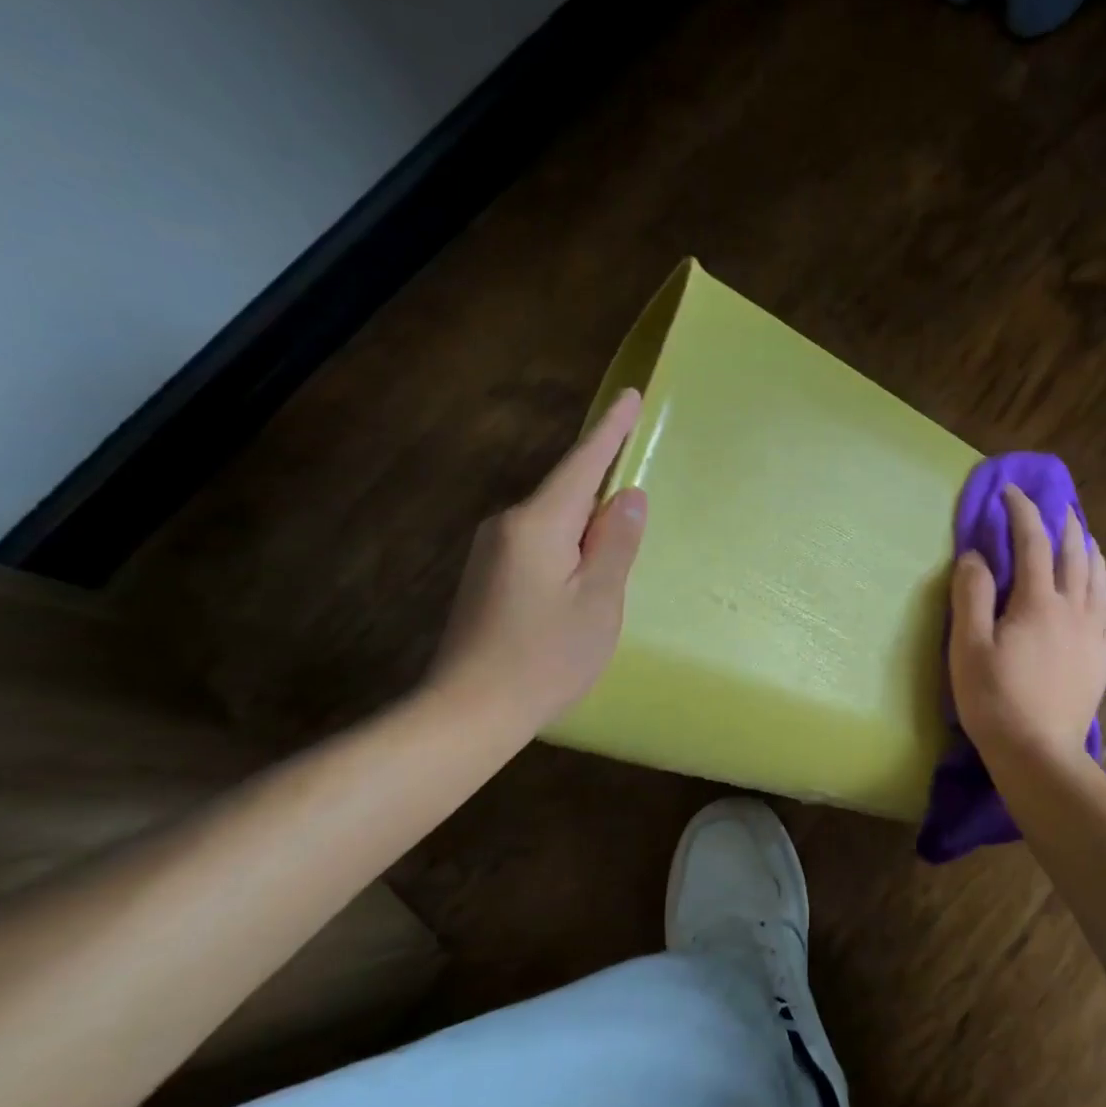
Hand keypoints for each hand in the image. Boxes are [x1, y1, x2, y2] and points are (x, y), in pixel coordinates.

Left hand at [425, 388, 647, 739]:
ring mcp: (492, 551)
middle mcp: (508, 526)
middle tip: (636, 496)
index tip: (629, 396)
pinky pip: (539, 543)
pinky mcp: (488, 576)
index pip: (582, 464)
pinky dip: (567, 546)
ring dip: (585, 525)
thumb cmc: (545, 658)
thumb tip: (628, 494)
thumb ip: (615, 543)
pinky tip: (580, 577)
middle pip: (566, 492)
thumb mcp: (598, 601)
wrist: (469, 711)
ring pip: (552, 521)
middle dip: (601, 485)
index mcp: (539, 525)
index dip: (610, 431)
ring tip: (614, 552)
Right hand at [948, 483, 1105, 765]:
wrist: (1039, 754)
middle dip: (1063, 524)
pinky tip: (1097, 598)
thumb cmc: (995, 700)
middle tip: (1054, 505)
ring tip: (1082, 538)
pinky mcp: (1102, 660)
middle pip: (1074, 554)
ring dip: (1089, 551)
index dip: (1022, 511)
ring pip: (1098, 580)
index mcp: (1038, 602)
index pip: (1032, 541)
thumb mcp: (968, 646)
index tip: (1010, 492)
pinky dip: (1102, 595)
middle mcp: (1073, 610)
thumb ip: (971, 595)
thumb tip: (976, 555)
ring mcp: (1093, 636)